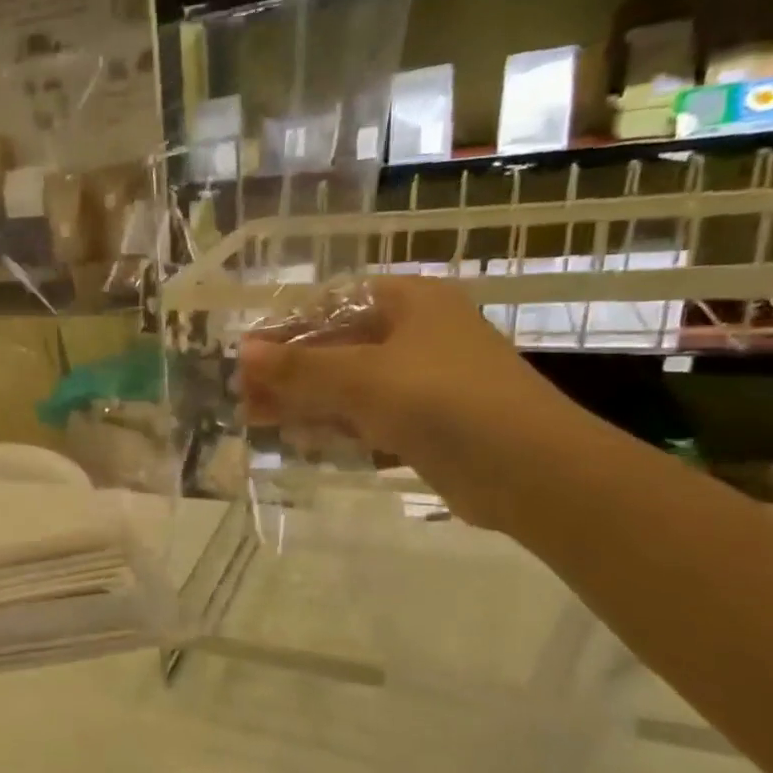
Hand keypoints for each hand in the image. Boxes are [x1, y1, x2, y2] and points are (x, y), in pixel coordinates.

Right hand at [237, 275, 570, 524]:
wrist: (529, 469)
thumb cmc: (442, 400)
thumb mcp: (361, 377)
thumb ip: (299, 367)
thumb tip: (243, 352)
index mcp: (410, 303)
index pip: (332, 305)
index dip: (285, 330)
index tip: (246, 357)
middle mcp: (417, 335)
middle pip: (337, 348)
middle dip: (289, 374)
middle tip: (244, 397)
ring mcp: (423, 382)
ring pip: (349, 387)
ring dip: (305, 402)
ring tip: (257, 421)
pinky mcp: (426, 424)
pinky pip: (367, 418)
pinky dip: (334, 426)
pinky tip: (300, 440)